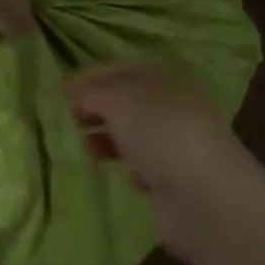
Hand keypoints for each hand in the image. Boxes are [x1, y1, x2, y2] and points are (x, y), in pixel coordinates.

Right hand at [64, 63, 253, 248]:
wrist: (203, 195)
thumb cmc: (160, 131)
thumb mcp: (119, 100)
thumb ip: (93, 93)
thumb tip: (75, 93)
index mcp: (165, 76)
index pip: (122, 69)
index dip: (91, 77)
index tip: (61, 90)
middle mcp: (174, 104)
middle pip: (129, 101)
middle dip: (98, 107)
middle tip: (70, 118)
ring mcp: (178, 142)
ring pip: (136, 133)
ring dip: (110, 137)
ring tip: (86, 147)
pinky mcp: (177, 179)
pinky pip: (148, 166)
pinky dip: (132, 167)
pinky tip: (126, 175)